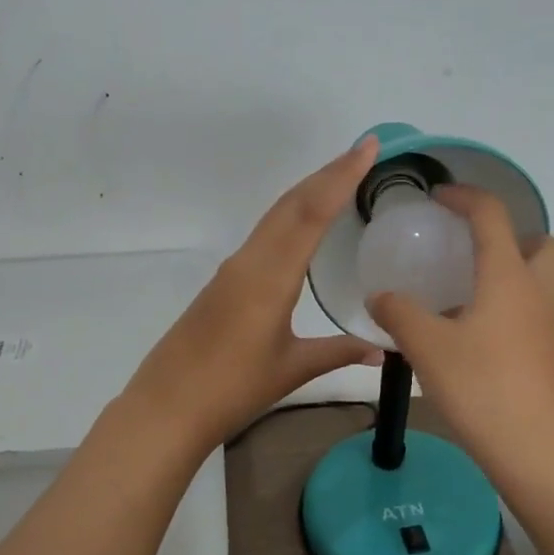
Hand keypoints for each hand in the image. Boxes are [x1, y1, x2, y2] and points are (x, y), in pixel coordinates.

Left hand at [124, 137, 382, 451]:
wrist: (167, 407)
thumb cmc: (232, 389)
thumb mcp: (291, 369)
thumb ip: (339, 352)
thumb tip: (386, 349)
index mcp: (270, 276)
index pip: (311, 213)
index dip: (340, 177)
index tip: (367, 147)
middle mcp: (249, 261)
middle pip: (291, 204)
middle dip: (327, 173)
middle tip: (363, 151)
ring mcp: (232, 269)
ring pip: (274, 216)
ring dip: (307, 191)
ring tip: (340, 177)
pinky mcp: (222, 282)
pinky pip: (263, 235)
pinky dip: (290, 216)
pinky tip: (303, 224)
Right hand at [368, 187, 553, 486]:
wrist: (541, 454)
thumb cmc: (483, 389)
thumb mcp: (427, 347)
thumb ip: (399, 314)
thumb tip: (380, 296)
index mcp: (509, 276)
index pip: (492, 215)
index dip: (465, 196)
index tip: (438, 197)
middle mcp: (539, 292)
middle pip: (543, 243)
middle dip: (511, 236)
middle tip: (470, 254)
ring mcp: (552, 327)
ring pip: (542, 281)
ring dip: (511, 274)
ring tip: (464, 297)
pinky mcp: (553, 358)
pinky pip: (535, 314)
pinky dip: (510, 310)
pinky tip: (474, 338)